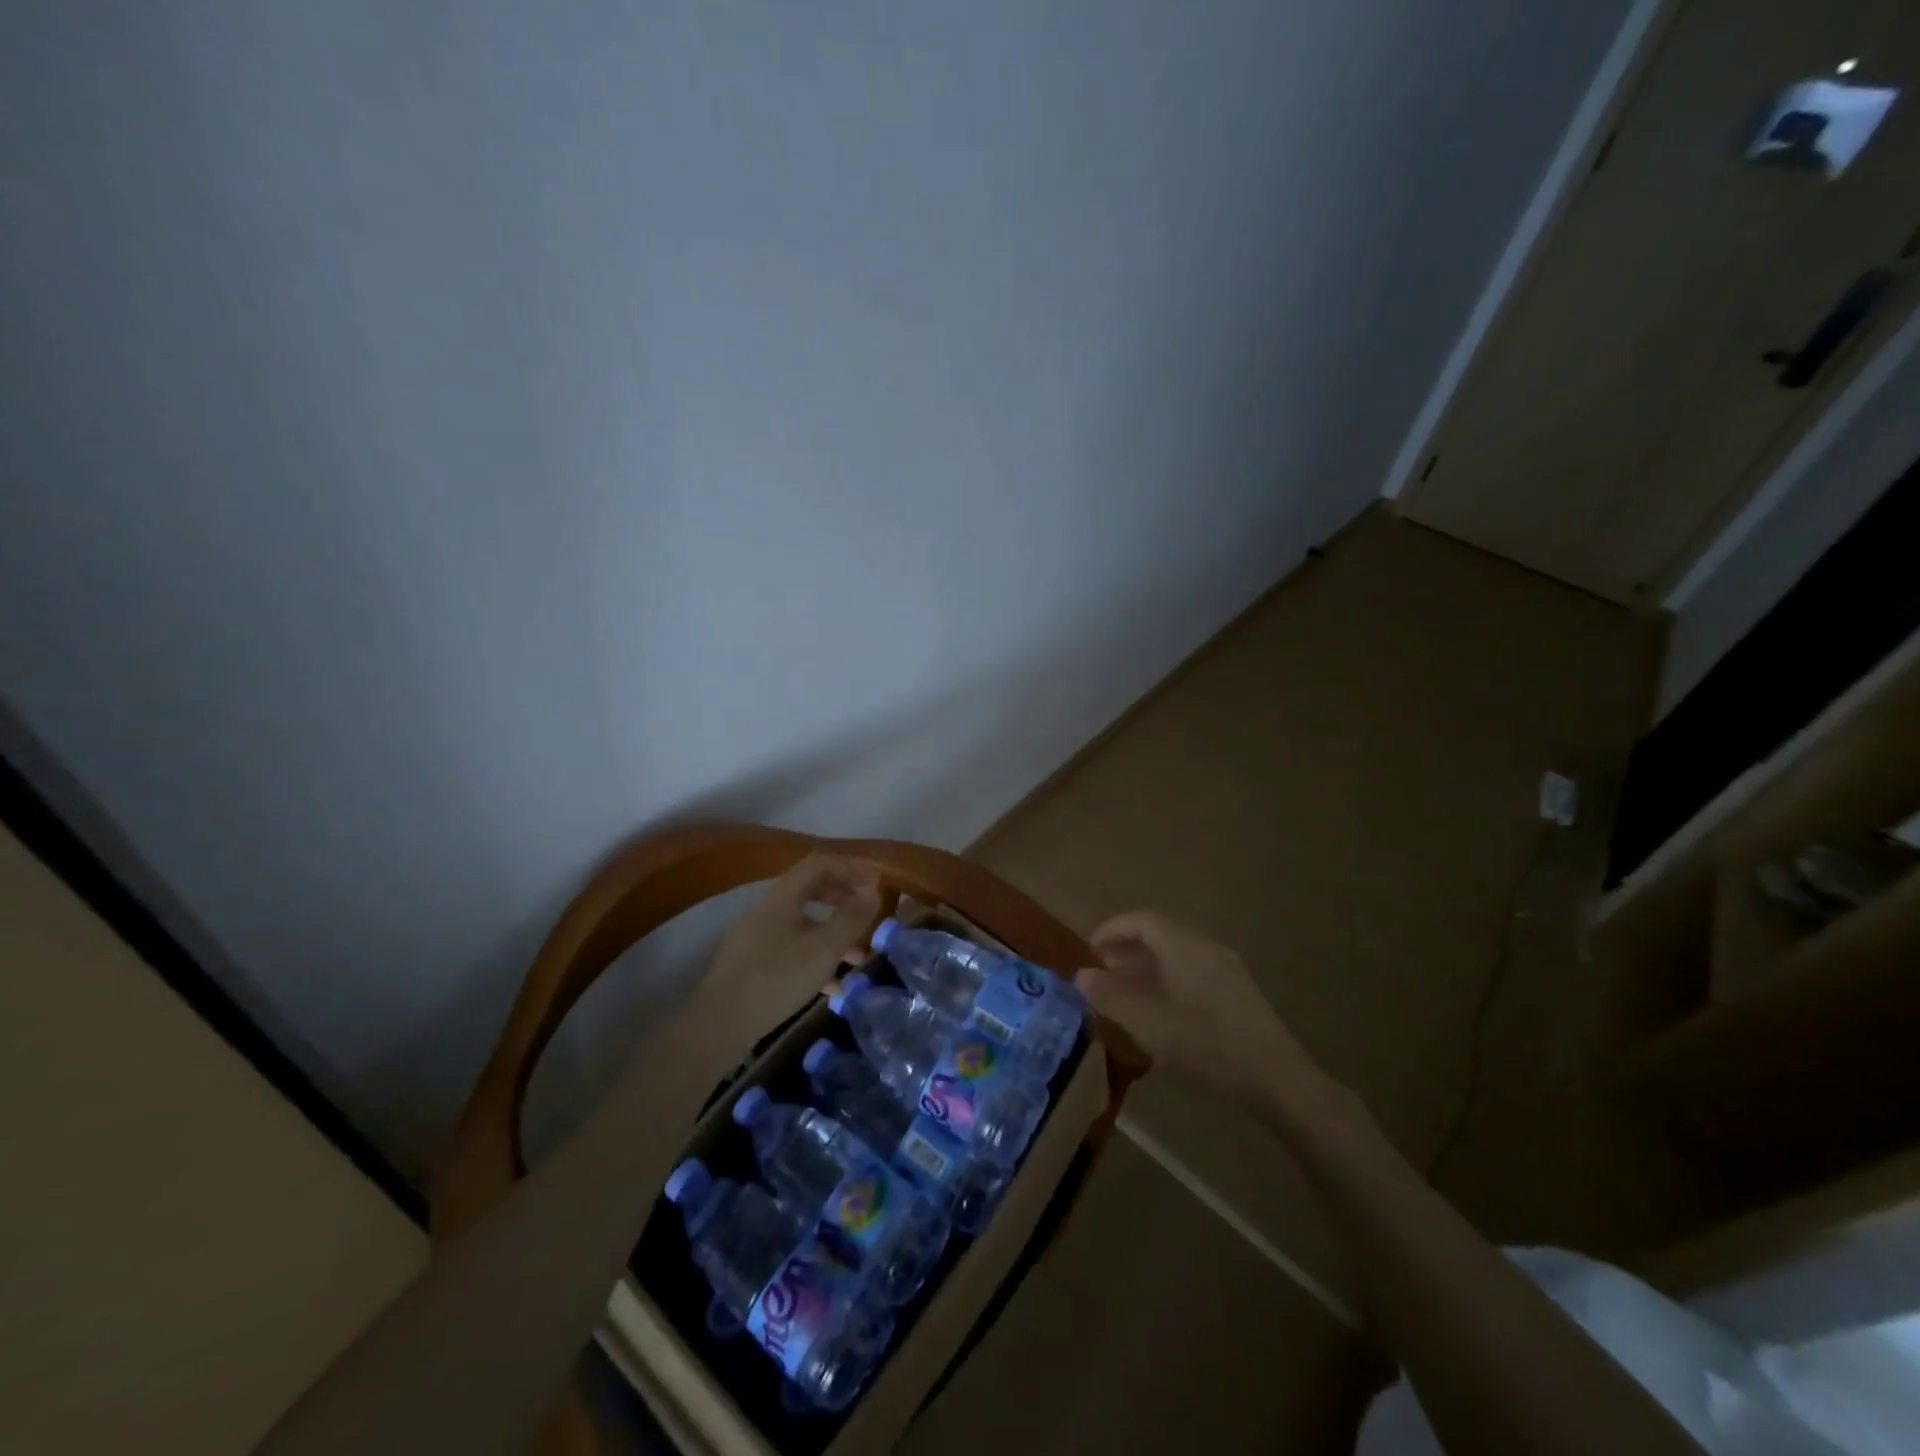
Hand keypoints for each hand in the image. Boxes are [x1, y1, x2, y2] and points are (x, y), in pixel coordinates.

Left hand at [690, 855, 880, 1047]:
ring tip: (859, 957)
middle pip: (811, 890)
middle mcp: (768, 909)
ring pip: (804, 923)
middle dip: (844, 898)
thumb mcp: (823, 949)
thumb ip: (851, 919)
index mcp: (782, 897)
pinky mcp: (753, 964)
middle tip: (869, 912)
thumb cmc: (775, 980)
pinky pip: (792, 949)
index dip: (850, 867)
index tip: (877, 880)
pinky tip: (833, 986)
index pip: (819, 864)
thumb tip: (874, 892)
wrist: (718, 1026)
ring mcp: (757, 937)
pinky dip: (817, 958)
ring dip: (834, 933)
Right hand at [1076, 911, 1325, 1110]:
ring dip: (1147, 965)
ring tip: (1126, 991)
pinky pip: (1193, 970)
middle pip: (1161, 934)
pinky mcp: (1238, 993)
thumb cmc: (1207, 1046)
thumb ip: (1111, 997)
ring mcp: (1227, 969)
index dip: (1111, 930)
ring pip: (1177, 954)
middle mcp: (1206, 948)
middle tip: (1103, 971)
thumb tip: (1080, 975)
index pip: (1141, 920)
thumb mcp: (1149, 1024)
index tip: (1089, 950)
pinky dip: (1167, 978)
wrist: (1278, 1081)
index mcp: (1184, 946)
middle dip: (1127, 948)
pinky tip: (1161, 1009)